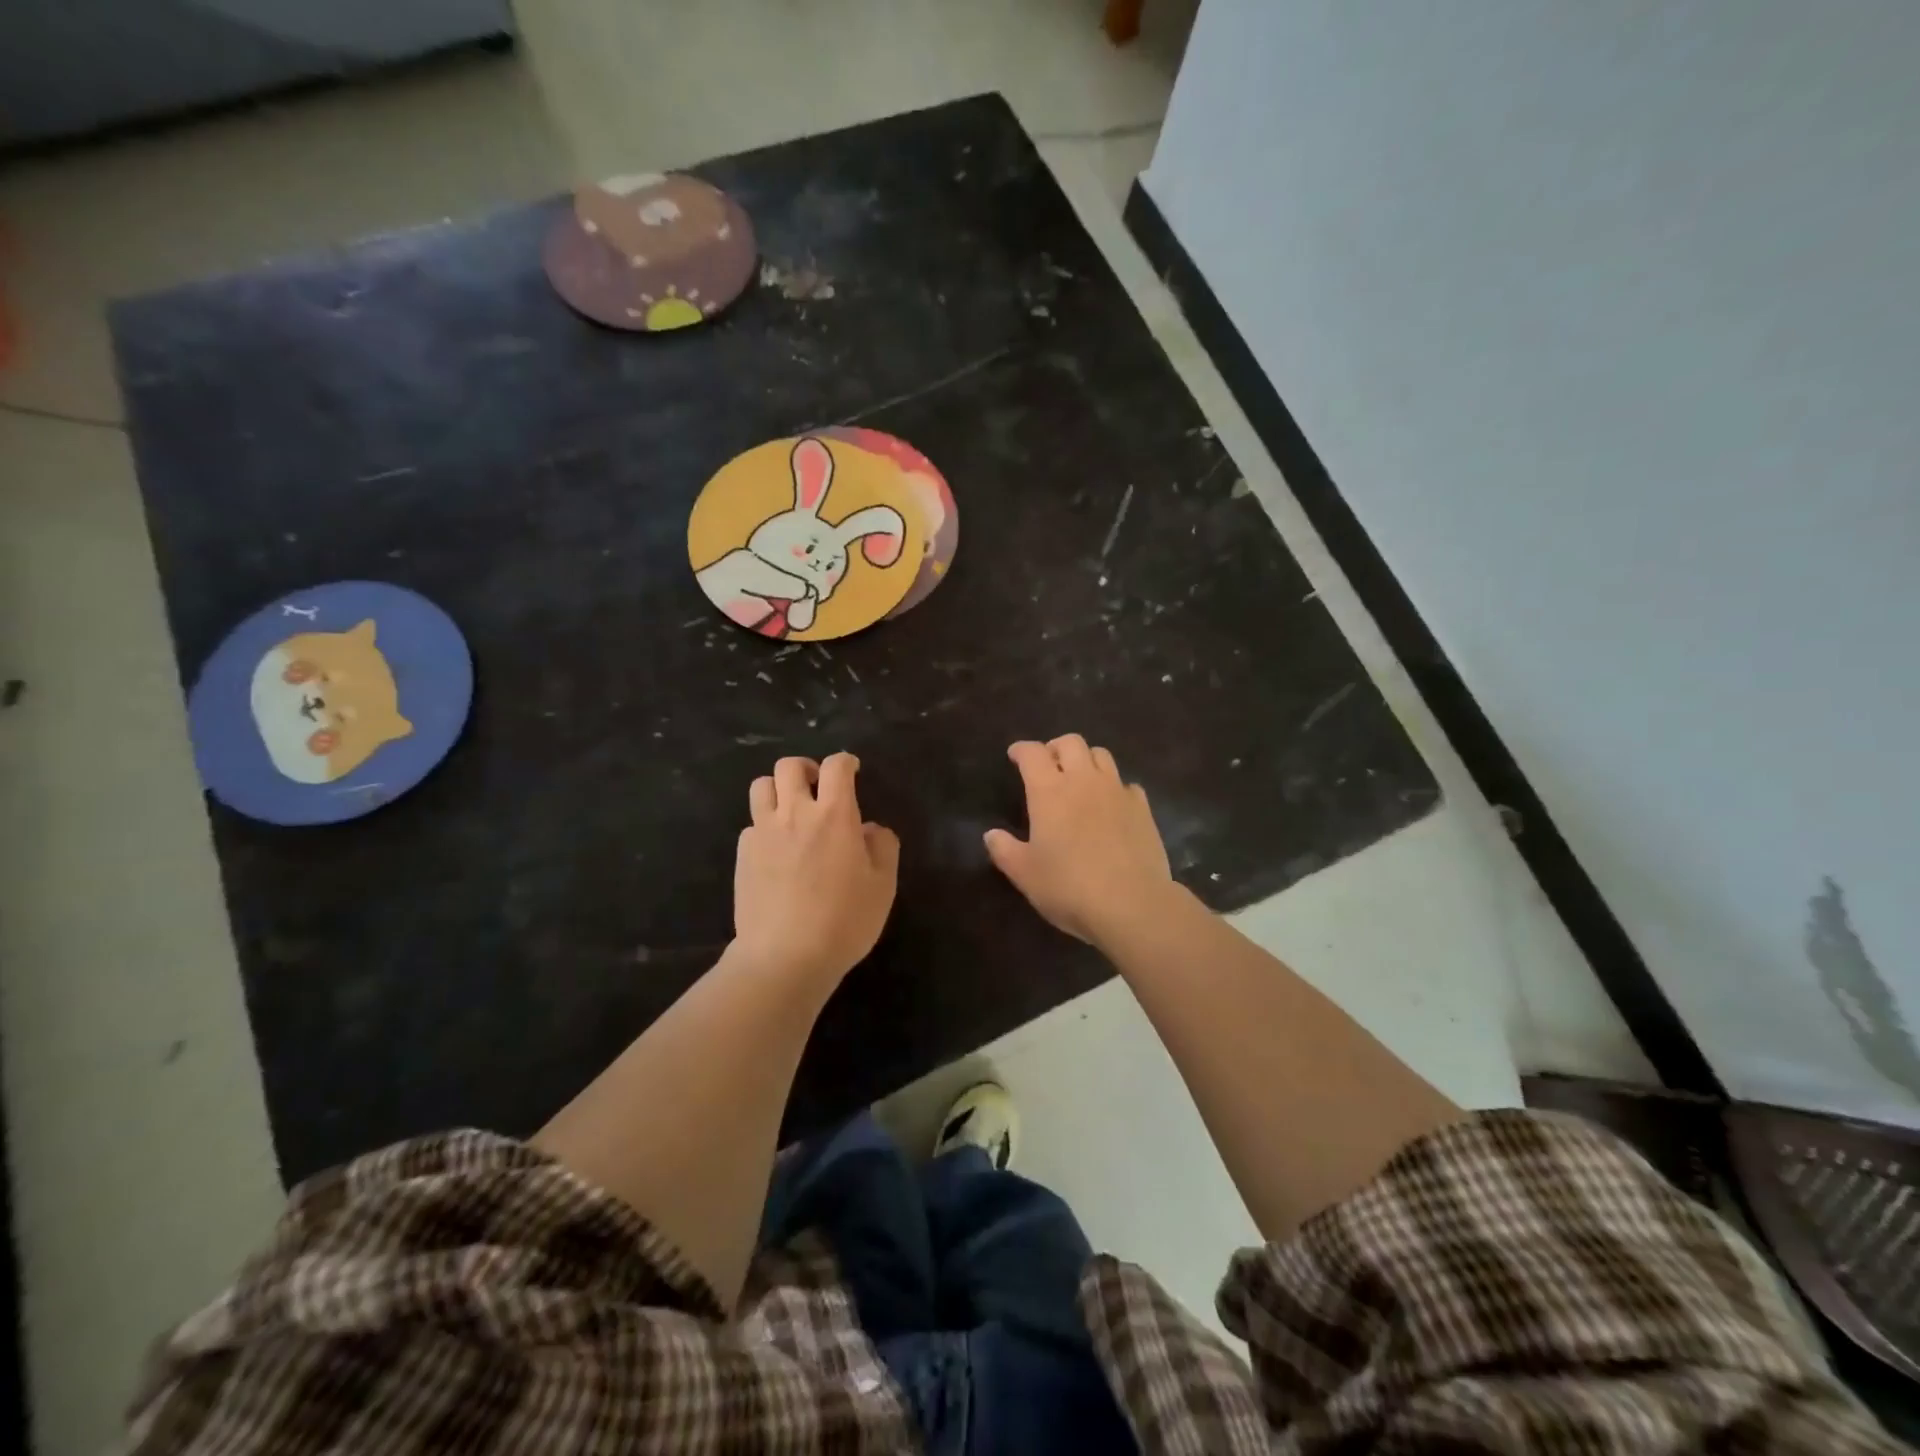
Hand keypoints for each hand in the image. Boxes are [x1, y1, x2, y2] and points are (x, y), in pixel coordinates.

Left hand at [735, 754, 898, 985]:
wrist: (785, 957)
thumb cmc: (844, 921)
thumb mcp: (883, 886)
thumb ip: (883, 847)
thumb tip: (870, 829)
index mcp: (834, 815)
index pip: (836, 766)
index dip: (846, 762)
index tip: (853, 771)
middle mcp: (795, 813)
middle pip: (789, 766)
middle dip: (807, 768)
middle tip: (818, 788)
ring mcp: (763, 833)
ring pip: (761, 786)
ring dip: (778, 790)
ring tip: (791, 810)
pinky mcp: (742, 855)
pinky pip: (751, 824)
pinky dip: (764, 826)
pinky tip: (776, 850)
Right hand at [984, 735, 1173, 944]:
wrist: (1132, 904)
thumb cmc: (1069, 887)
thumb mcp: (1024, 874)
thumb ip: (1004, 850)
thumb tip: (991, 835)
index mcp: (1049, 791)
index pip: (1032, 753)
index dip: (1021, 750)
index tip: (1015, 755)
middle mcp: (1083, 780)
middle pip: (1070, 742)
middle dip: (1055, 748)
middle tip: (1048, 766)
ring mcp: (1117, 791)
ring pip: (1101, 754)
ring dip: (1086, 759)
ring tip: (1079, 780)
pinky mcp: (1142, 808)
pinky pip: (1126, 783)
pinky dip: (1114, 786)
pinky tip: (1110, 805)